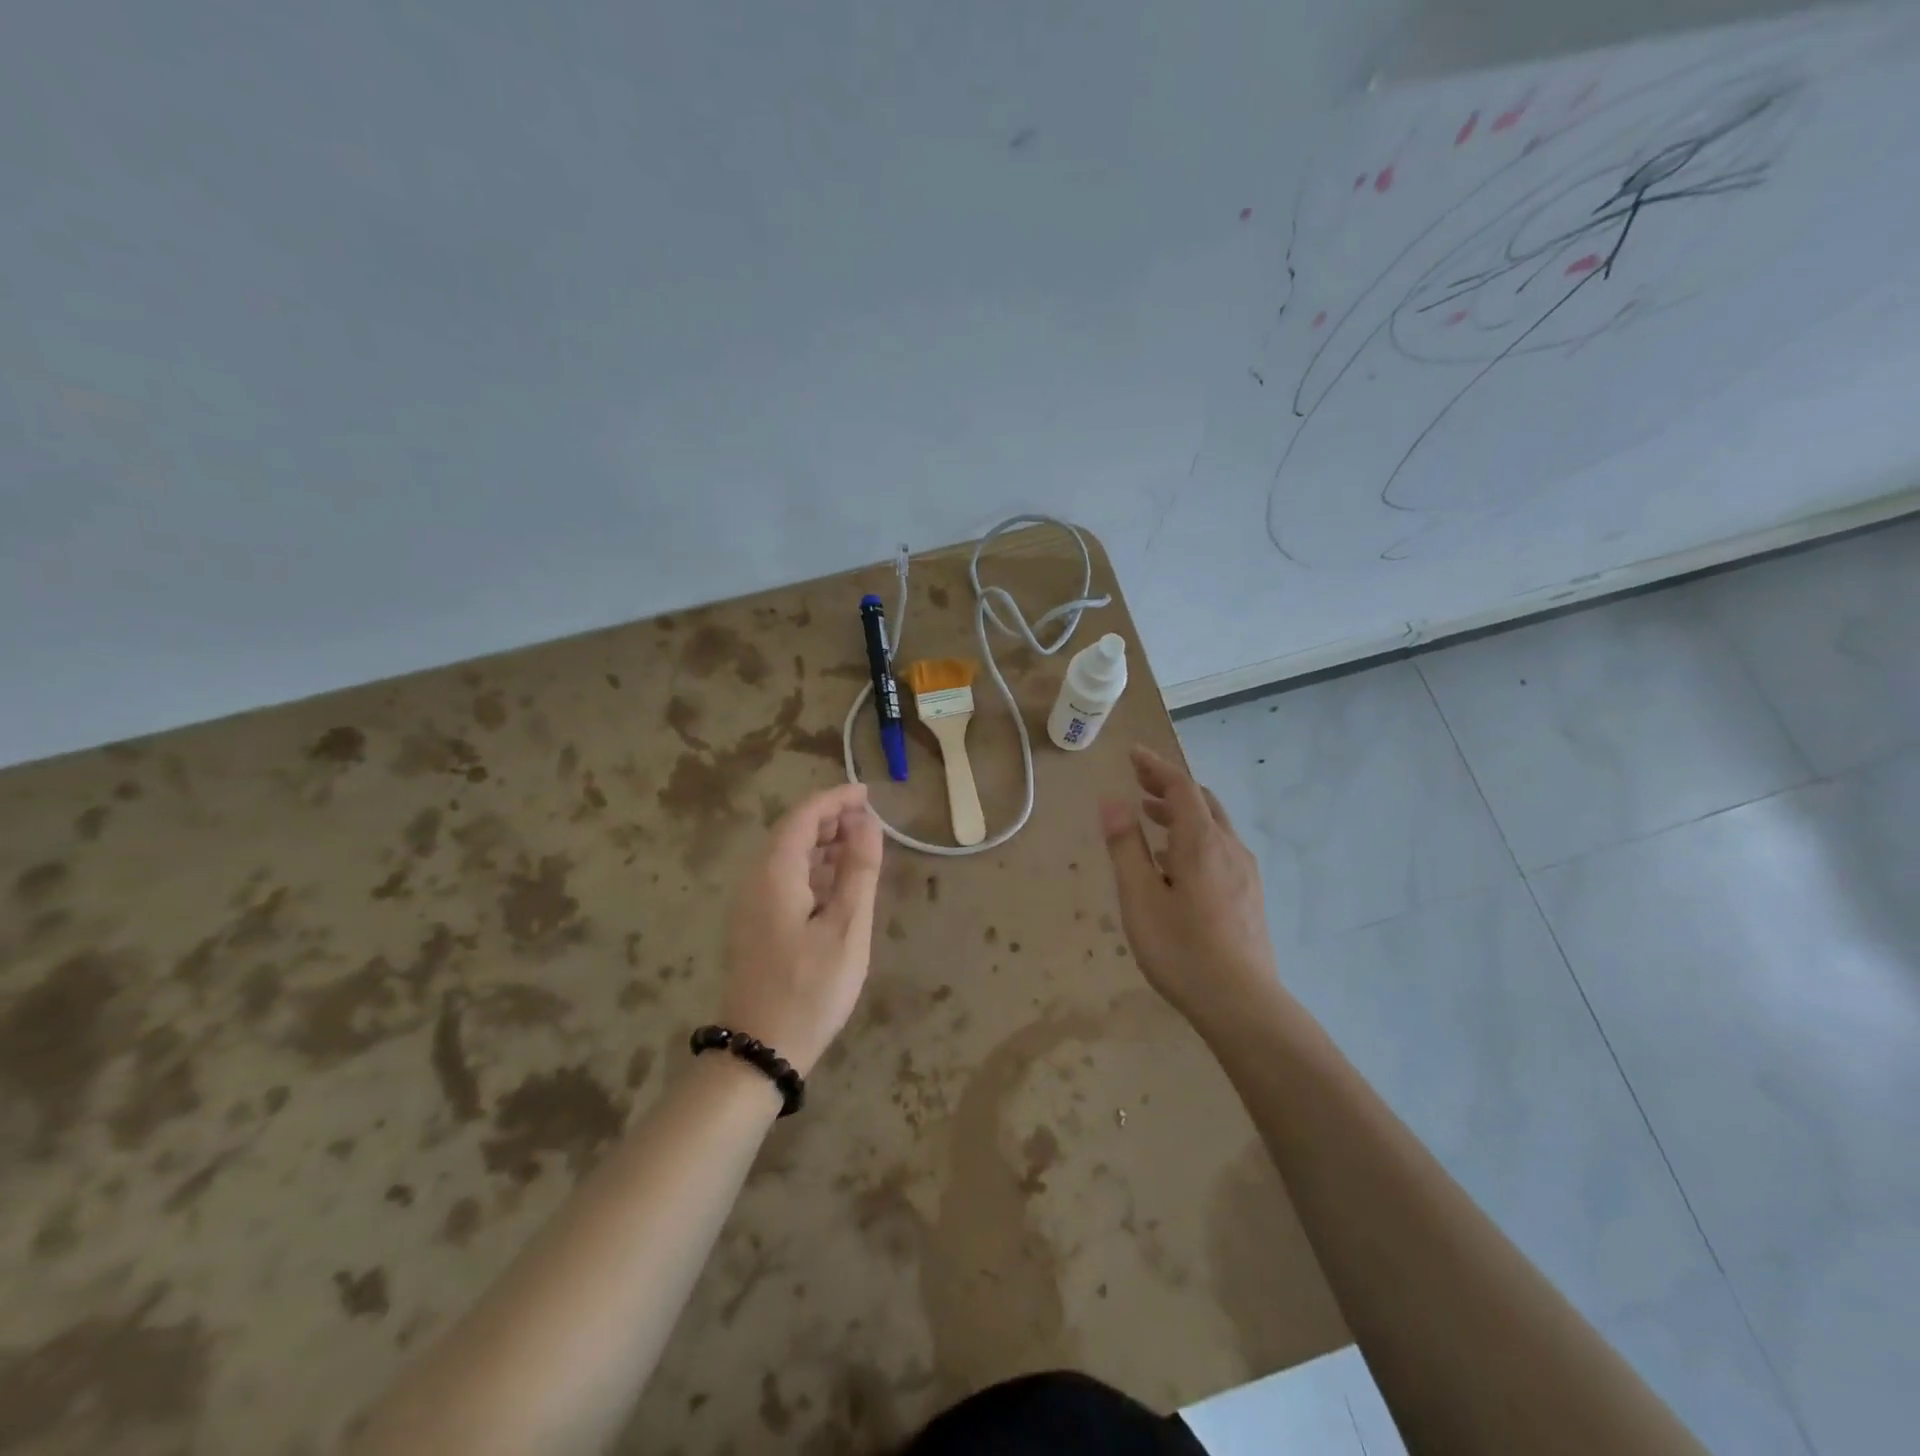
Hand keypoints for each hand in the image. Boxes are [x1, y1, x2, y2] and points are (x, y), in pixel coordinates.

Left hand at [720, 783, 883, 1076]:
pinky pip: (784, 880)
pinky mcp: (755, 926)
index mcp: (775, 874)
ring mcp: (751, 905)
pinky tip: (837, 883)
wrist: (761, 1051)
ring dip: (822, 844)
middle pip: (791, 833)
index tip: (868, 794)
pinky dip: (812, 870)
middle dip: (830, 819)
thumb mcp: (847, 927)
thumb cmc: (810, 988)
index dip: (835, 799)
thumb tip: (867, 823)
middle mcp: (755, 881)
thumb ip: (859, 870)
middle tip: (870, 820)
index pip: (803, 817)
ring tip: (860, 846)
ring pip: (787, 857)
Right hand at [1099, 745, 1280, 1029]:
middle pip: (1202, 801)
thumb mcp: (1140, 897)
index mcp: (1202, 842)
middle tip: (1139, 782)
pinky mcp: (1249, 896)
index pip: (1180, 787)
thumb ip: (1126, 846)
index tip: (1132, 753)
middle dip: (1169, 786)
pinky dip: (1193, 838)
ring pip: (1213, 826)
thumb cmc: (1182, 949)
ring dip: (1181, 813)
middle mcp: (1230, 848)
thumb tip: (1112, 801)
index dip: (1155, 766)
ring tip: (1150, 818)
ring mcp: (1245, 873)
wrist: (1242, 1005)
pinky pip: (1219, 849)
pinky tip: (1174, 864)